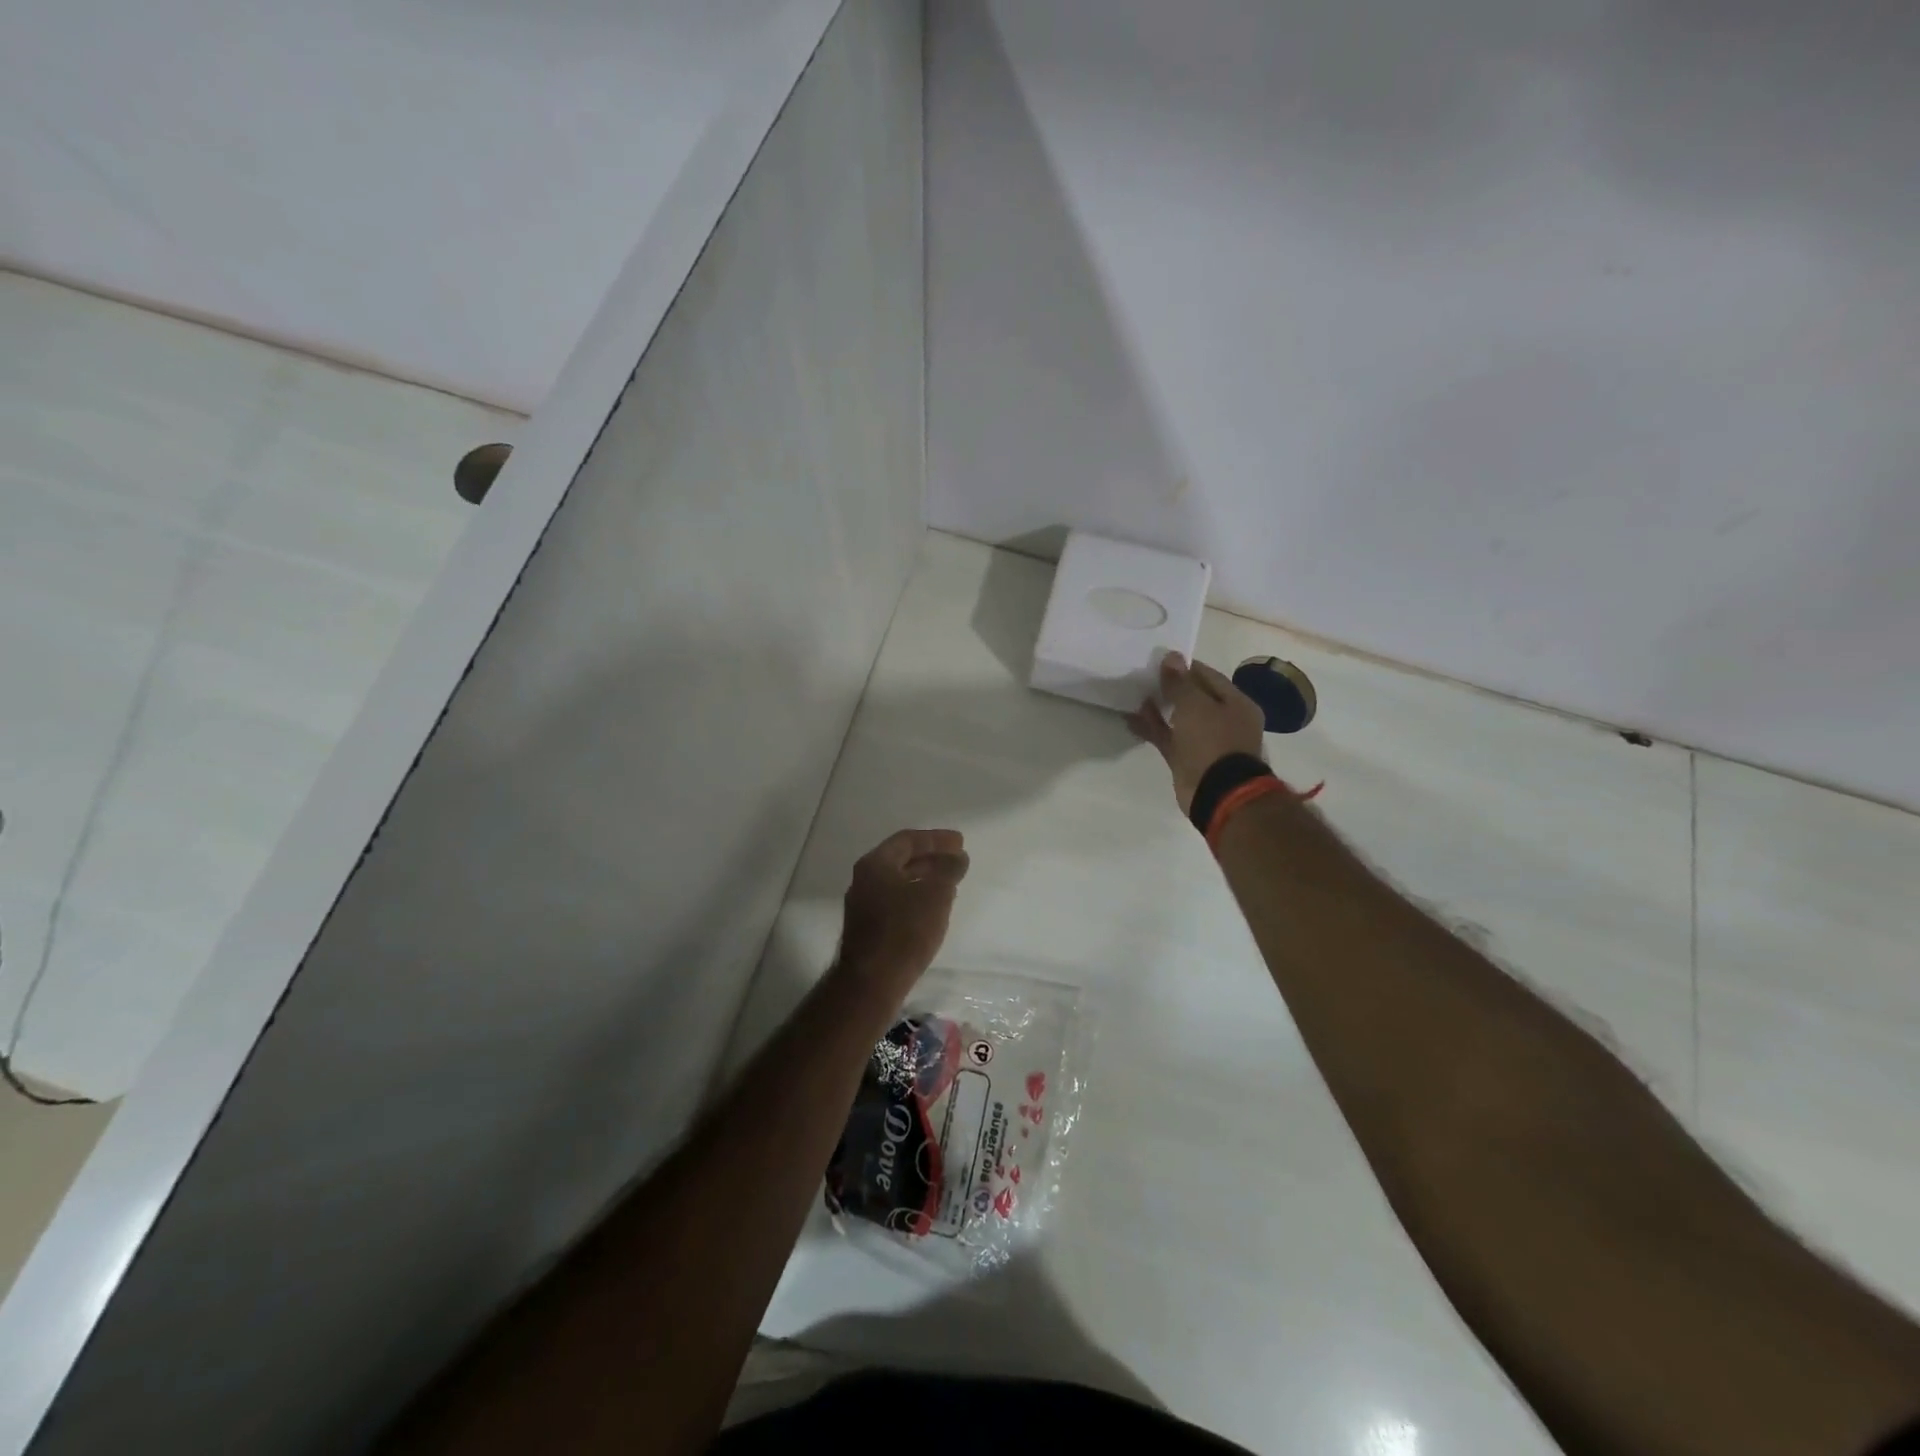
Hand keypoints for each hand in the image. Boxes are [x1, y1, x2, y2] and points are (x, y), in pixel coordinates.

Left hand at [836, 829, 968, 985]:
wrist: (871, 982)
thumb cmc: (904, 930)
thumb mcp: (935, 895)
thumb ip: (949, 871)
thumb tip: (958, 858)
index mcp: (875, 864)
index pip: (907, 840)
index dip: (936, 839)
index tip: (960, 842)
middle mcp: (864, 880)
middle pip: (902, 860)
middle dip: (932, 858)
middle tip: (958, 859)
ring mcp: (864, 906)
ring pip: (900, 882)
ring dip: (926, 879)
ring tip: (952, 882)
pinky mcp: (869, 929)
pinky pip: (897, 902)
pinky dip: (917, 897)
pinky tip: (934, 908)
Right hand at [1128, 653, 1265, 814]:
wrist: (1217, 792)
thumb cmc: (1213, 741)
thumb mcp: (1195, 706)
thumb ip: (1180, 682)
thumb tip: (1171, 656)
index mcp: (1236, 704)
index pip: (1209, 677)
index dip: (1185, 667)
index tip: (1161, 659)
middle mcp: (1224, 721)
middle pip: (1194, 698)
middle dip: (1170, 688)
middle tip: (1145, 675)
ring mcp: (1205, 742)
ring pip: (1179, 719)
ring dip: (1159, 708)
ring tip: (1135, 694)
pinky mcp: (1187, 760)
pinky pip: (1168, 738)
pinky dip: (1152, 729)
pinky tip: (1131, 719)